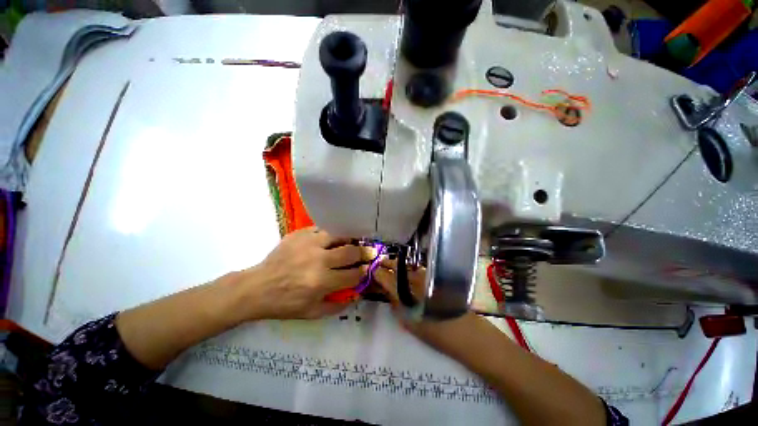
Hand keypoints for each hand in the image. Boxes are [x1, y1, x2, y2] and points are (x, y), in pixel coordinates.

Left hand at [241, 227, 366, 319]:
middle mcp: (319, 260)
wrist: (257, 288)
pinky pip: (322, 229)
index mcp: (322, 282)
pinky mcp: (300, 234)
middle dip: (364, 253)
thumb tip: (356, 295)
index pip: (353, 274)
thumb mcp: (312, 313)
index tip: (368, 269)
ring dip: (349, 240)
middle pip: (351, 252)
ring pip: (338, 235)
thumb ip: (338, 306)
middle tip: (369, 251)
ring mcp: (309, 243)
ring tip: (352, 242)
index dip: (364, 272)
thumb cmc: (285, 303)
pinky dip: (331, 234)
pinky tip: (332, 238)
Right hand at [373, 260, 482, 353]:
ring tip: (389, 264)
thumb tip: (387, 292)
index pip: (387, 278)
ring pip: (407, 266)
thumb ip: (396, 305)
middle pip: (397, 267)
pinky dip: (408, 268)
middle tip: (379, 263)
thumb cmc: (435, 331)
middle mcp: (414, 279)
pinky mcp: (434, 276)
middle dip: (386, 264)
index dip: (378, 273)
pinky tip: (406, 271)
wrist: (464, 331)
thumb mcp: (409, 322)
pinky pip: (416, 269)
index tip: (372, 270)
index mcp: (405, 291)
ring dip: (397, 264)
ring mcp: (425, 276)